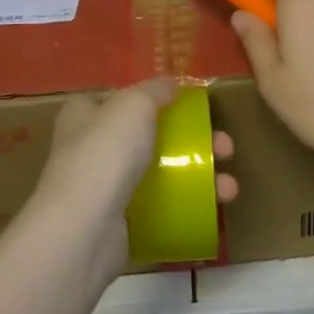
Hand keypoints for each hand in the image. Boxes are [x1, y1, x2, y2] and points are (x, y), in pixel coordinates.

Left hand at [30, 78, 236, 284]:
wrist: (84, 229)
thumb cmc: (106, 154)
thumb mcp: (133, 105)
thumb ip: (154, 90)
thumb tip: (171, 83)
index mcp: (83, 115)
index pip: (118, 98)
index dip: (150, 98)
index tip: (186, 104)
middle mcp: (89, 148)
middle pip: (148, 137)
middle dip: (191, 140)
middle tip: (225, 147)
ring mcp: (104, 189)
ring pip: (159, 175)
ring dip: (198, 177)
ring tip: (229, 187)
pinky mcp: (118, 224)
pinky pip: (159, 209)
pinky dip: (185, 207)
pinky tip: (211, 209)